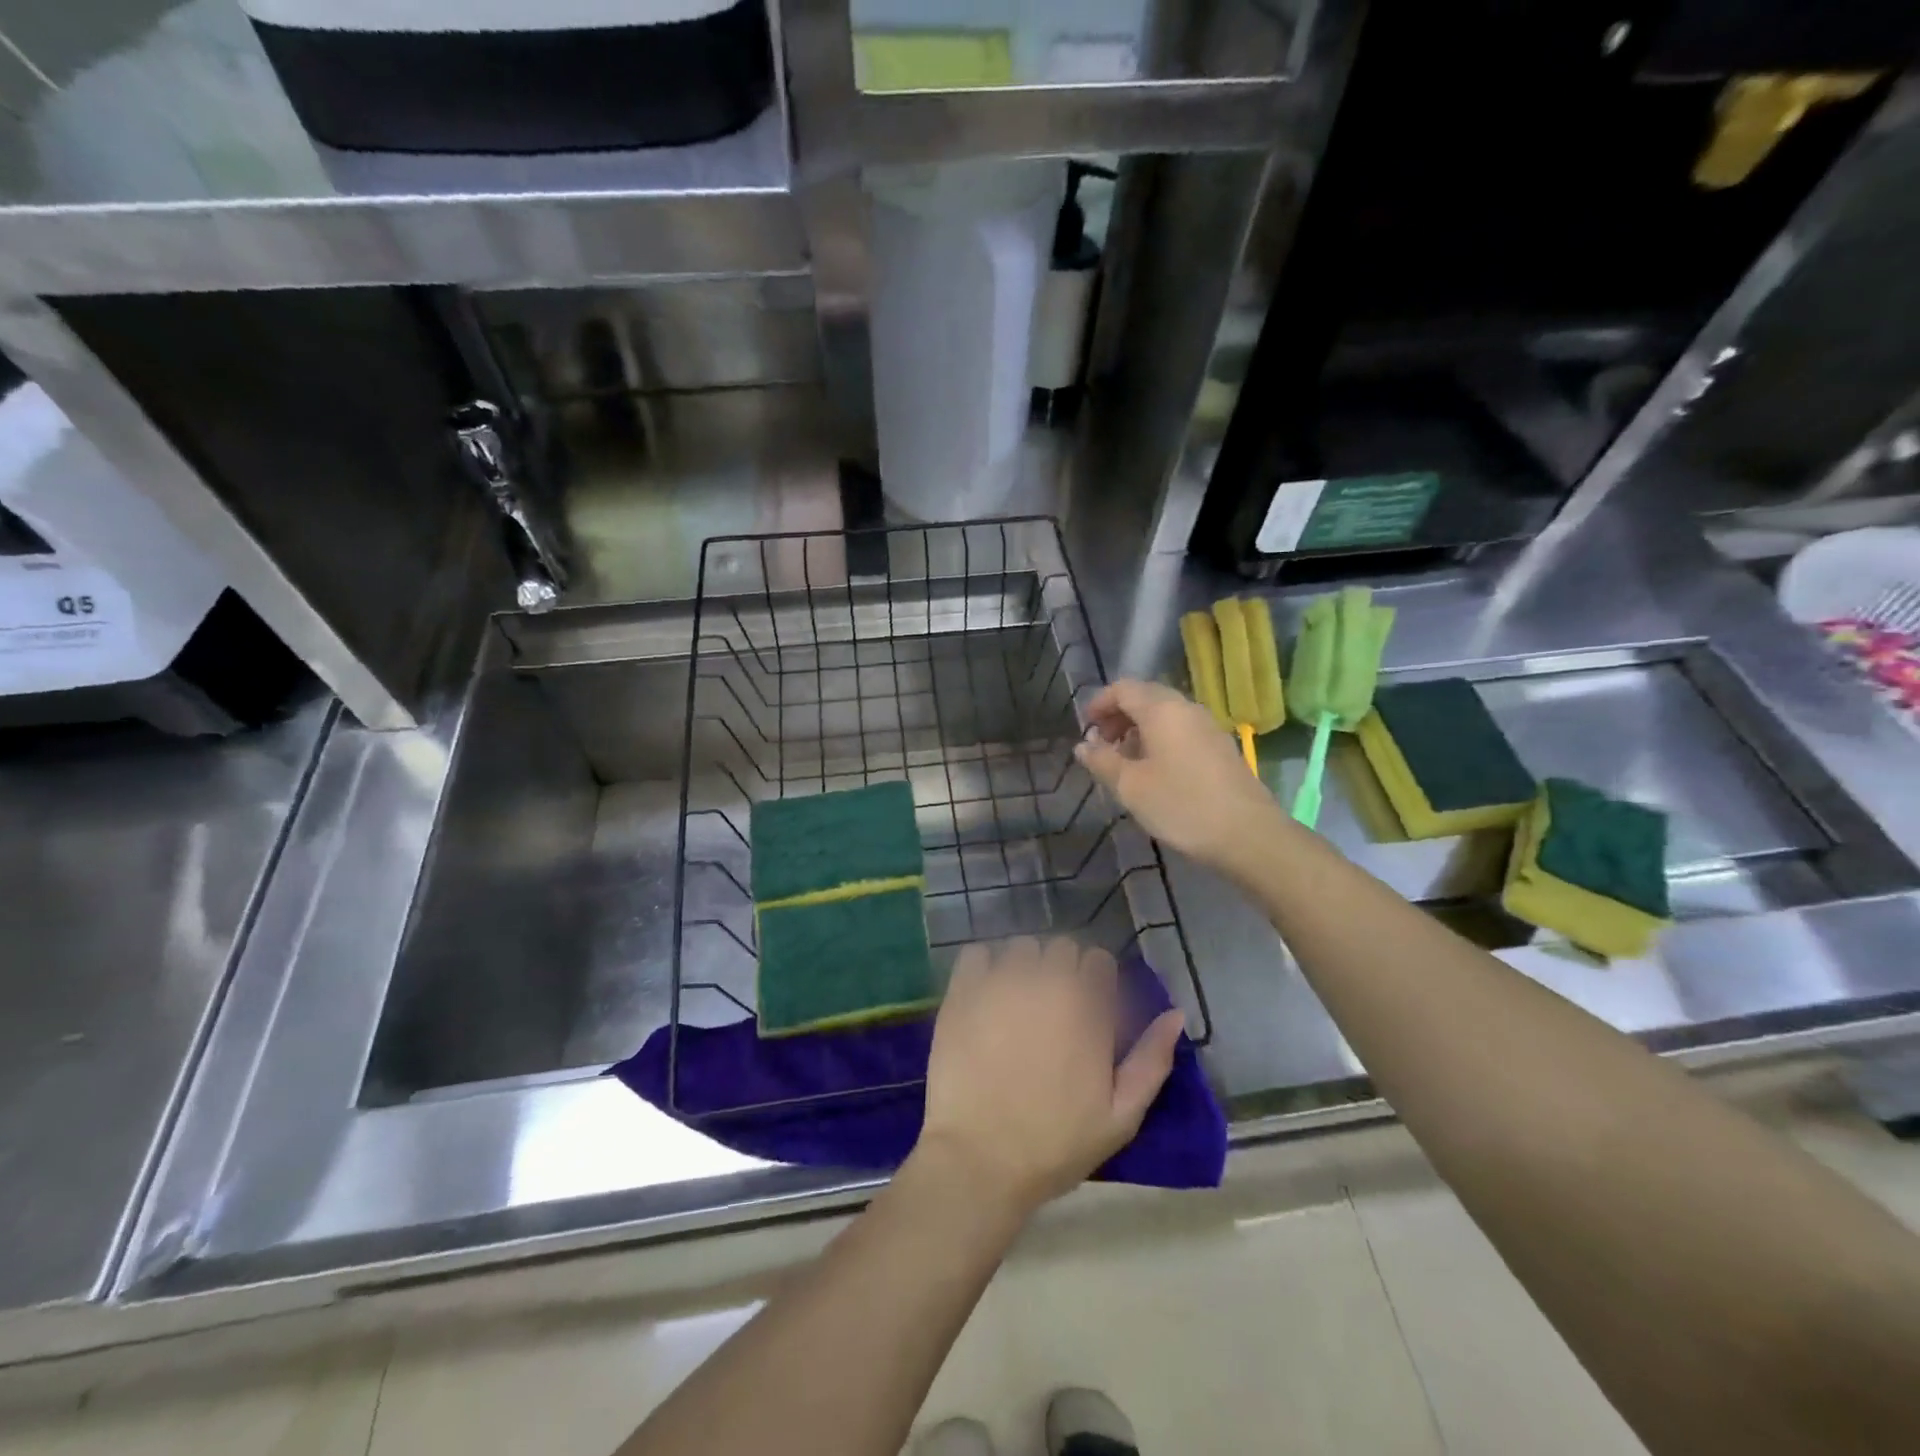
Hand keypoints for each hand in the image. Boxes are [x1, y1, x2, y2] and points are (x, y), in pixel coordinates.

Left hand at [916, 937, 1184, 1215]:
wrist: (980, 1159)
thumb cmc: (1055, 1144)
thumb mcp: (1120, 1116)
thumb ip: (1151, 1060)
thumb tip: (1175, 1014)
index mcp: (1088, 1008)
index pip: (1099, 961)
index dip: (1096, 982)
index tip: (1088, 1008)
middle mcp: (1047, 982)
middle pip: (1062, 946)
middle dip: (1062, 969)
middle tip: (1053, 1007)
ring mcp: (1001, 982)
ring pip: (1021, 945)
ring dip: (1025, 964)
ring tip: (1018, 999)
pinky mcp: (963, 990)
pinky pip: (977, 951)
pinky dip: (984, 965)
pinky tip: (985, 993)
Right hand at [1075, 679, 1279, 867]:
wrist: (1248, 834)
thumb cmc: (1182, 805)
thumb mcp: (1131, 786)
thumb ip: (1102, 761)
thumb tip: (1083, 745)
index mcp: (1162, 710)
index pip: (1123, 688)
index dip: (1100, 703)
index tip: (1085, 727)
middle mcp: (1186, 709)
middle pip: (1146, 697)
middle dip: (1118, 715)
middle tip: (1101, 744)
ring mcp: (1208, 727)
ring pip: (1165, 715)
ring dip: (1139, 729)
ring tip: (1124, 761)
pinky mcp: (1220, 748)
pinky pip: (1181, 731)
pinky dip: (1159, 740)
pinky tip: (1153, 771)